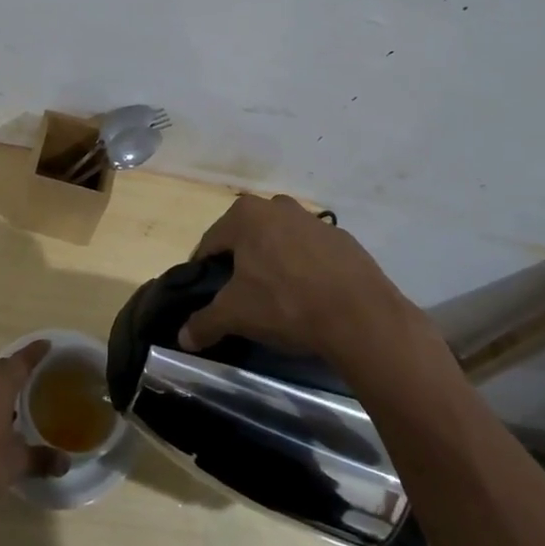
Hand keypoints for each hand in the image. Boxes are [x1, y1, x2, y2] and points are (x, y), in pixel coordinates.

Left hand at [0, 341, 68, 525]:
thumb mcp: (15, 464)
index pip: (21, 360)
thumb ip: (40, 459)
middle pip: (2, 369)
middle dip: (19, 371)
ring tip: (19, 402)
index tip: (48, 345)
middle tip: (38, 376)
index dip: (35, 352)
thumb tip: (66, 461)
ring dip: (1, 390)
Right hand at [178, 195, 418, 364]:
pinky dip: (305, 269)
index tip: (206, 293)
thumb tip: (183, 337)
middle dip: (240, 262)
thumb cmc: (286, 304)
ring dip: (274, 263)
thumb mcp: (236, 315)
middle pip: (246, 237)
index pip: (211, 242)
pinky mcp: (343, 240)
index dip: (204, 270)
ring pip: (280, 241)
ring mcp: (313, 221)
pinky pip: (311, 252)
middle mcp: (277, 207)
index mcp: (246, 215)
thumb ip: (205, 322)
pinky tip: (309, 297)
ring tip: (277, 298)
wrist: (361, 316)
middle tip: (241, 296)